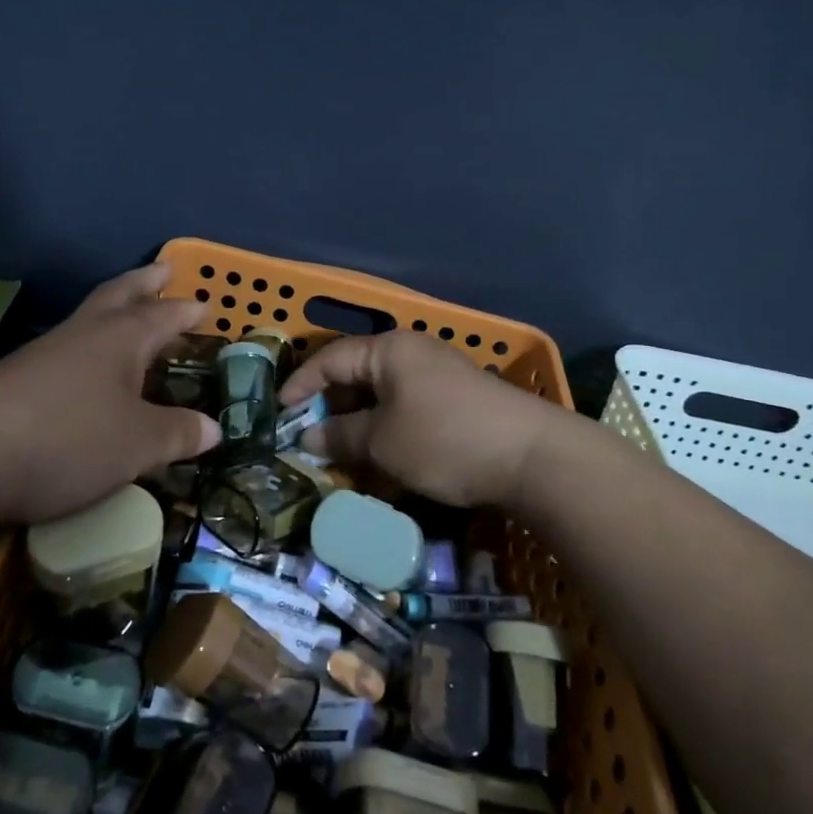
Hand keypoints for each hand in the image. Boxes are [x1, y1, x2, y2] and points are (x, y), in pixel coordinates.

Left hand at [0, 265, 219, 524]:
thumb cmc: (69, 438)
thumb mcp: (138, 443)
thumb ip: (178, 433)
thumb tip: (213, 428)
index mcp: (121, 338)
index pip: (163, 315)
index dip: (186, 310)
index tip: (205, 304)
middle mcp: (84, 335)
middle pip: (119, 295)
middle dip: (144, 283)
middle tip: (163, 270)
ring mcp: (44, 354)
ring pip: (87, 319)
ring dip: (113, 311)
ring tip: (128, 318)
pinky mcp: (16, 379)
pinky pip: (65, 351)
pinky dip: (87, 349)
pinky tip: (86, 371)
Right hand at [278, 330, 566, 508]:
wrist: (534, 458)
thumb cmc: (446, 440)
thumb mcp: (383, 442)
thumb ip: (341, 437)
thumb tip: (309, 438)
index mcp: (389, 350)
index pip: (330, 358)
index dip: (300, 385)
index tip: (278, 414)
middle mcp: (412, 353)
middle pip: (357, 376)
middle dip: (330, 409)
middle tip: (308, 441)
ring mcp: (438, 376)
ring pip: (382, 398)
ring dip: (359, 426)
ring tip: (340, 458)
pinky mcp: (458, 402)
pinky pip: (407, 411)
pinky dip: (388, 432)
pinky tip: (382, 463)